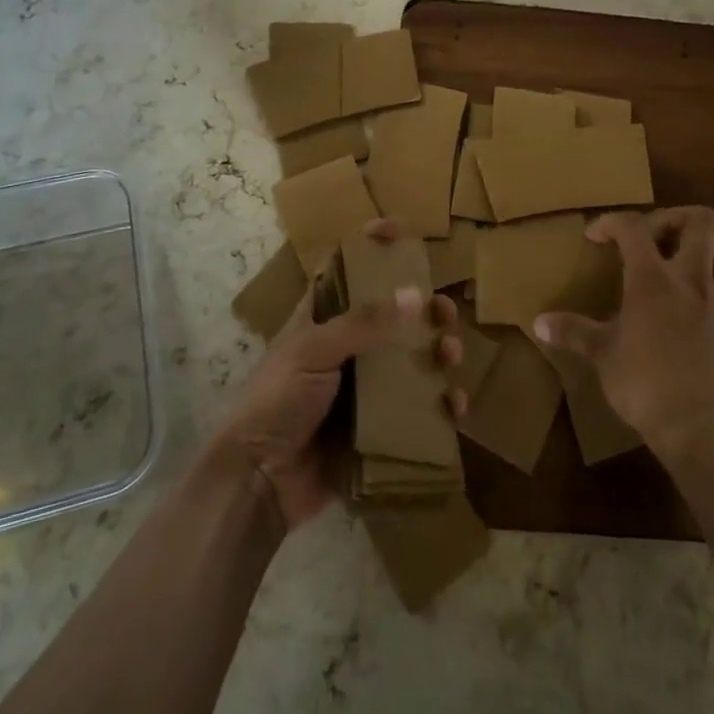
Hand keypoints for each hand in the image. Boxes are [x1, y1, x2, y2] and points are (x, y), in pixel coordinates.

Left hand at [212, 220, 464, 532]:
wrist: (258, 483)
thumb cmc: (276, 401)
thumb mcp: (313, 350)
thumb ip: (363, 323)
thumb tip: (416, 295)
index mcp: (320, 321)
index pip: (345, 271)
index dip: (369, 247)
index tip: (398, 230)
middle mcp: (345, 350)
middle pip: (391, 318)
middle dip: (422, 310)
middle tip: (444, 311)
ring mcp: (363, 390)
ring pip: (411, 361)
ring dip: (437, 353)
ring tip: (451, 354)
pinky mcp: (377, 428)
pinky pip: (417, 411)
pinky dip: (440, 406)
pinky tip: (455, 405)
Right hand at [534, 206, 713, 462]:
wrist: (699, 428)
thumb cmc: (644, 386)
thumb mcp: (602, 355)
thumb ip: (573, 331)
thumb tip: (538, 322)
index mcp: (652, 279)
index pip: (633, 226)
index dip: (610, 222)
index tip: (595, 238)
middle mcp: (691, 278)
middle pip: (700, 220)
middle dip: (674, 218)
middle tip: (652, 238)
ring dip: (711, 246)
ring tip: (686, 261)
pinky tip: (709, 295)